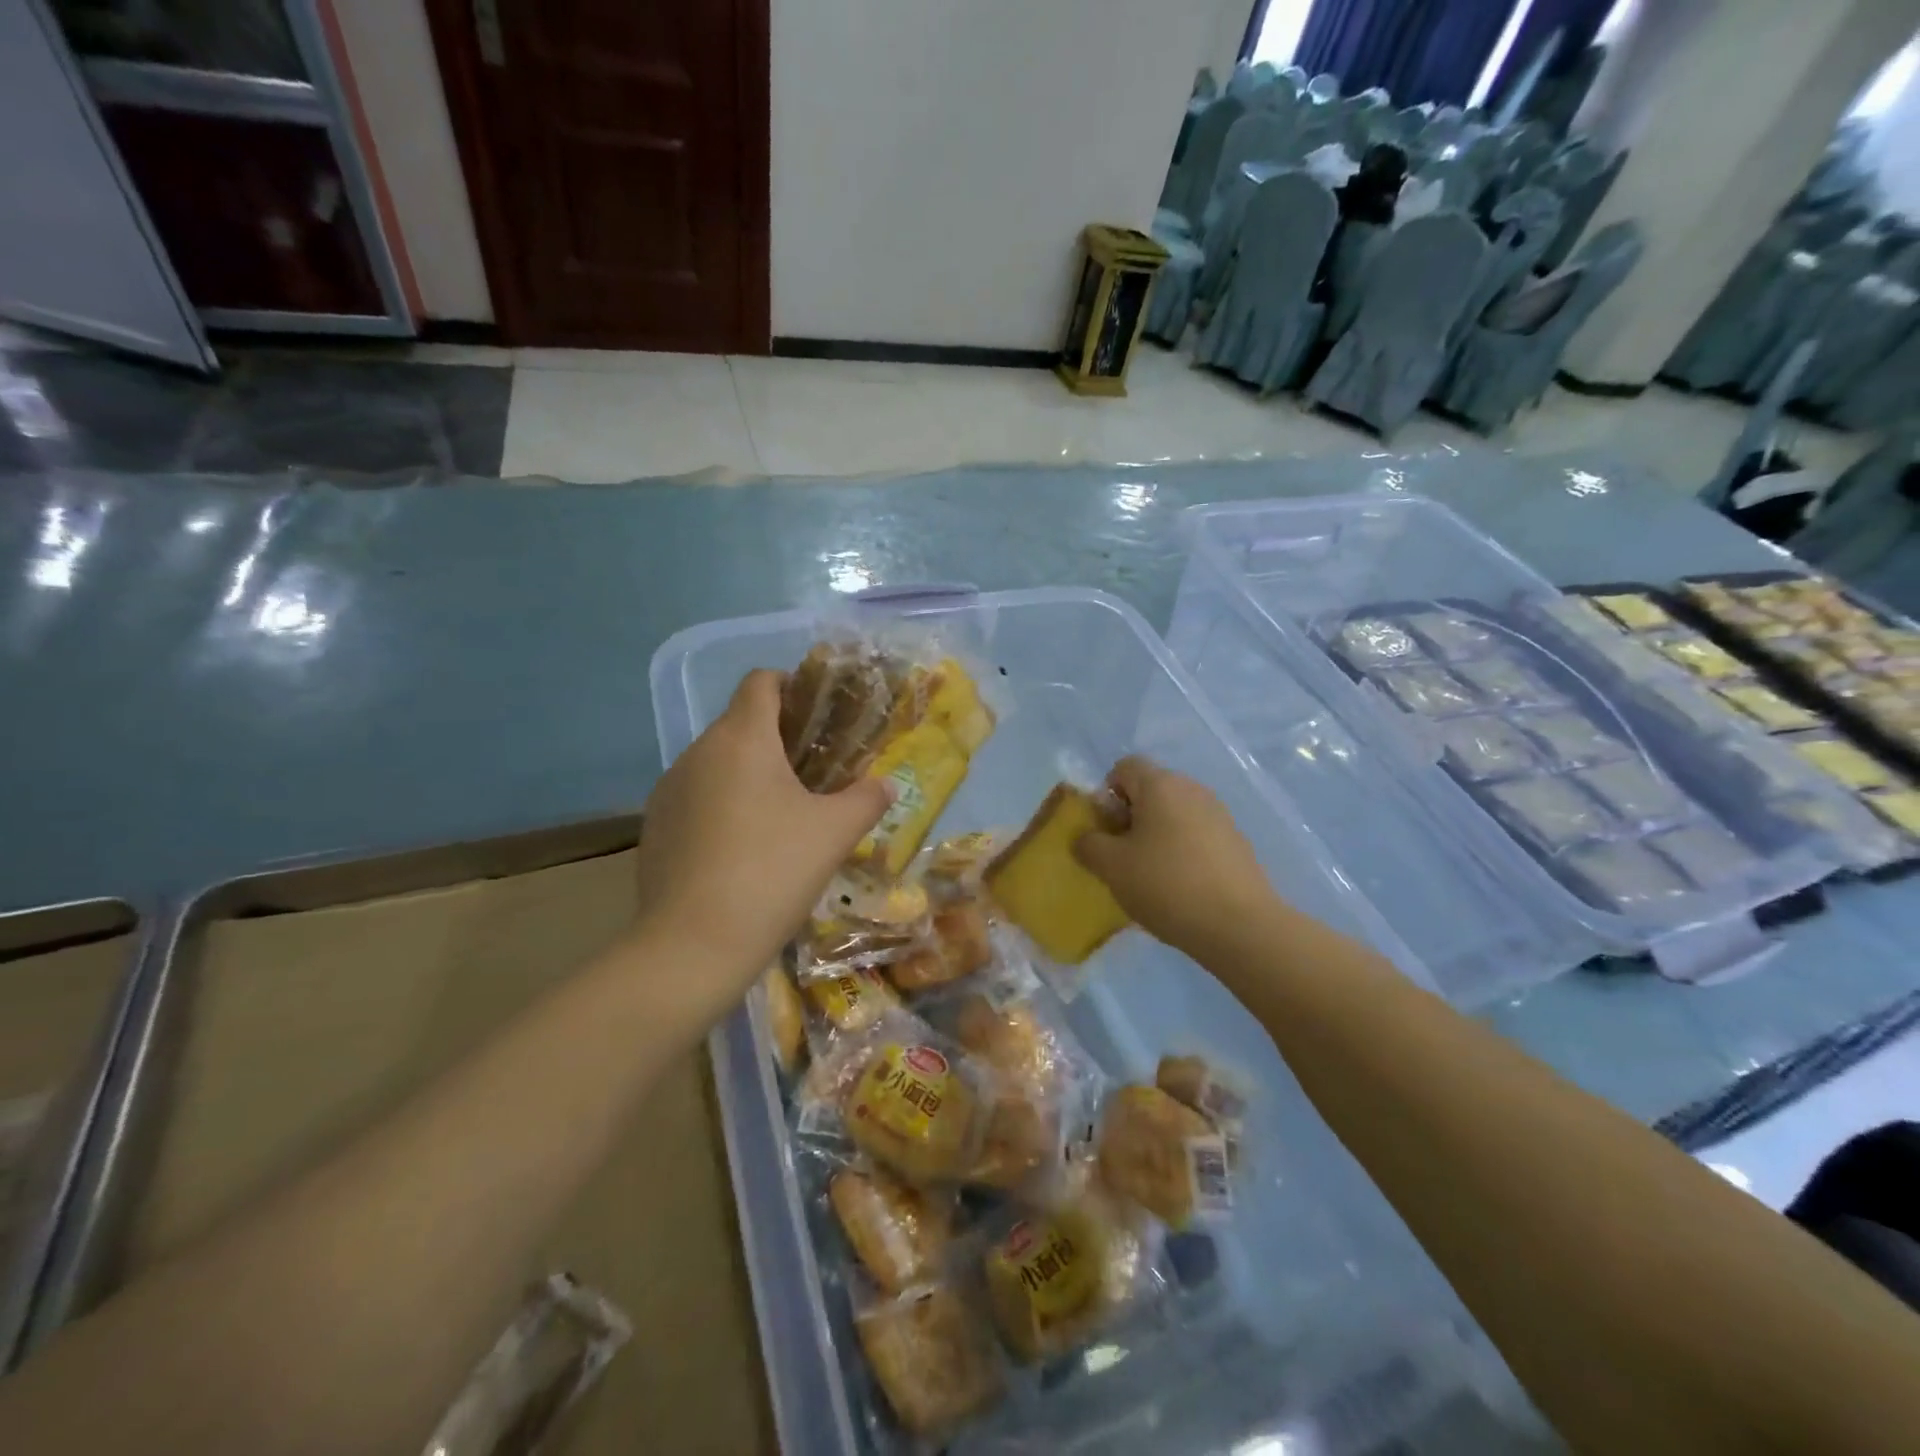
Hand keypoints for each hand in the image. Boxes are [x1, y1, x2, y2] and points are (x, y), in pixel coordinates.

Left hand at [631, 669, 891, 1014]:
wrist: (693, 945)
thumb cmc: (772, 871)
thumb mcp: (835, 833)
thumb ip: (867, 799)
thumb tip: (885, 785)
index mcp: (742, 738)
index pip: (761, 681)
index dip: (792, 685)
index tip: (819, 716)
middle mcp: (698, 751)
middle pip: (740, 722)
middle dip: (777, 738)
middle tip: (815, 773)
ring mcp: (669, 789)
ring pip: (717, 762)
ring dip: (749, 773)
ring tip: (780, 815)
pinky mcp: (655, 826)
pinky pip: (696, 796)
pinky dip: (722, 804)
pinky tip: (742, 849)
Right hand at [1074, 757, 1277, 956]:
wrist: (1239, 925)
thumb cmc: (1166, 885)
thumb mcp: (1111, 866)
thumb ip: (1088, 844)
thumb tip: (1087, 837)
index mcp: (1160, 784)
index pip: (1124, 767)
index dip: (1106, 794)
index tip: (1105, 831)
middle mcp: (1192, 789)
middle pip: (1150, 791)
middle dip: (1129, 818)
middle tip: (1121, 857)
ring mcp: (1219, 815)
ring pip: (1173, 815)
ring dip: (1155, 837)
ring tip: (1149, 877)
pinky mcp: (1236, 843)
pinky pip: (1196, 836)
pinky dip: (1181, 853)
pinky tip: (1180, 889)